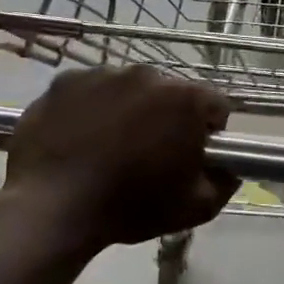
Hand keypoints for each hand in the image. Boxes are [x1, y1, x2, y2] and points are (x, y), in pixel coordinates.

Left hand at [0, 67, 237, 256]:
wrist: (52, 208)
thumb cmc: (131, 206)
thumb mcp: (196, 207)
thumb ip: (225, 182)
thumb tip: (231, 168)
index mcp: (184, 99)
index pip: (214, 105)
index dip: (209, 132)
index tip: (192, 156)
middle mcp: (146, 75)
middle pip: (170, 94)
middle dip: (166, 118)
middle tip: (149, 155)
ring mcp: (101, 74)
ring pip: (128, 90)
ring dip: (129, 110)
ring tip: (109, 148)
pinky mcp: (64, 82)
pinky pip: (90, 91)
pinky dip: (91, 109)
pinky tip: (80, 140)